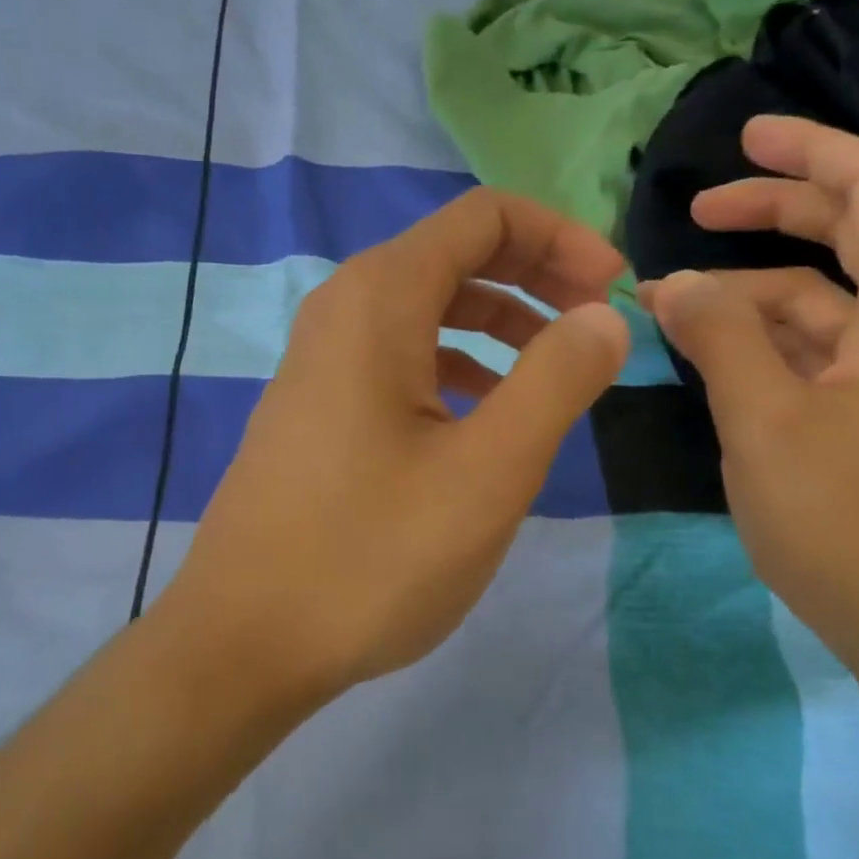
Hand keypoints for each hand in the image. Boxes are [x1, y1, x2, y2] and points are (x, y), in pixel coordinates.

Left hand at [165, 189, 629, 696]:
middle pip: (455, 254)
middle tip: (598, 323)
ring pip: (428, 307)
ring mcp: (321, 358)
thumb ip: (557, 380)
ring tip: (555, 369)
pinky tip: (485, 411)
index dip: (561, 239)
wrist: (243, 641)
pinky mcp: (317, 405)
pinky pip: (399, 355)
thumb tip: (604, 315)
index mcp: (379, 298)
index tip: (614, 290)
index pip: (484, 217)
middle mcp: (342, 308)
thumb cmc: (370, 555)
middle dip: (537, 275)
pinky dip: (456, 362)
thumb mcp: (488, 471)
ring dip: (500, 321)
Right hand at [641, 115, 858, 667]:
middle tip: (693, 212)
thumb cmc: (849, 518)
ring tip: (666, 307)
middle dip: (768, 213)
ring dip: (744, 293)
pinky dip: (758, 340)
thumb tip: (673, 284)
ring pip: (816, 300)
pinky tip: (705, 353)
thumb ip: (717, 336)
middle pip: (845, 233)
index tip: (743, 137)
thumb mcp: (765, 418)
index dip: (809, 148)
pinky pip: (811, 350)